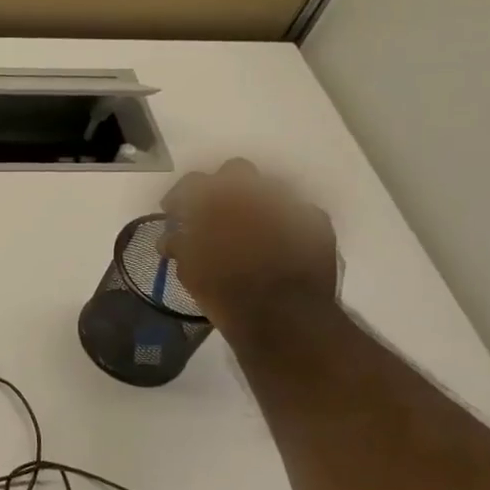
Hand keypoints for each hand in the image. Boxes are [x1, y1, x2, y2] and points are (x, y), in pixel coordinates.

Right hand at [160, 158, 338, 335]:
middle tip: (215, 213)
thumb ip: (179, 245)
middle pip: (235, 171)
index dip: (180, 197)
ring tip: (251, 229)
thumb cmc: (225, 292)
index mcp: (217, 200)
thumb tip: (171, 238)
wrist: (283, 317)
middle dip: (223, 187)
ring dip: (257, 203)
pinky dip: (287, 224)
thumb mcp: (188, 271)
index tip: (174, 212)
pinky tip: (280, 243)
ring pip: (270, 189)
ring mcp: (289, 204)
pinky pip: (299, 213)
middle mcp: (254, 192)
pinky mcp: (317, 223)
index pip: (192, 183)